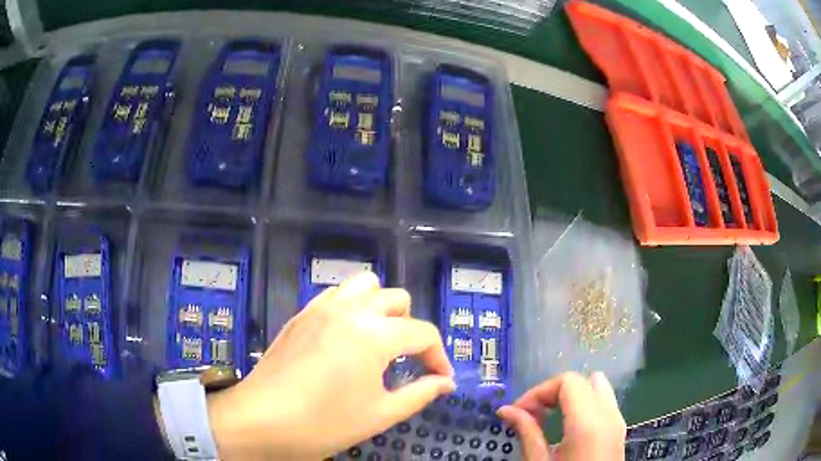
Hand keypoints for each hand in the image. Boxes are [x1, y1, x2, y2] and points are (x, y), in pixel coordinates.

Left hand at [207, 272, 455, 459]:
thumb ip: (420, 393)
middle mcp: (350, 310)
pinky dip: (351, 307)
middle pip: (397, 300)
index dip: (438, 357)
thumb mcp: (380, 414)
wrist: (261, 421)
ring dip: (380, 309)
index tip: (440, 379)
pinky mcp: (301, 314)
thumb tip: (445, 383)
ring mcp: (321, 307)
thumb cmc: (324, 423)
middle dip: (410, 328)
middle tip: (407, 362)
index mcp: (374, 334)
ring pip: (365, 287)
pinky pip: (335, 295)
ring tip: (377, 342)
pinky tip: (345, 338)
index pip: (423, 333)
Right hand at [497, 372, 625, 460]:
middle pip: (585, 380)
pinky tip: (568, 427)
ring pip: (598, 387)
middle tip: (534, 413)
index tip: (518, 410)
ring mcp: (618, 421)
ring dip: (572, 396)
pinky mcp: (619, 429)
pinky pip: (604, 402)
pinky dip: (584, 405)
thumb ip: (527, 432)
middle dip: (556, 390)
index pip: (568, 381)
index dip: (540, 390)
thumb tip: (505, 409)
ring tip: (550, 418)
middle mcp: (609, 414)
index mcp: (588, 422)